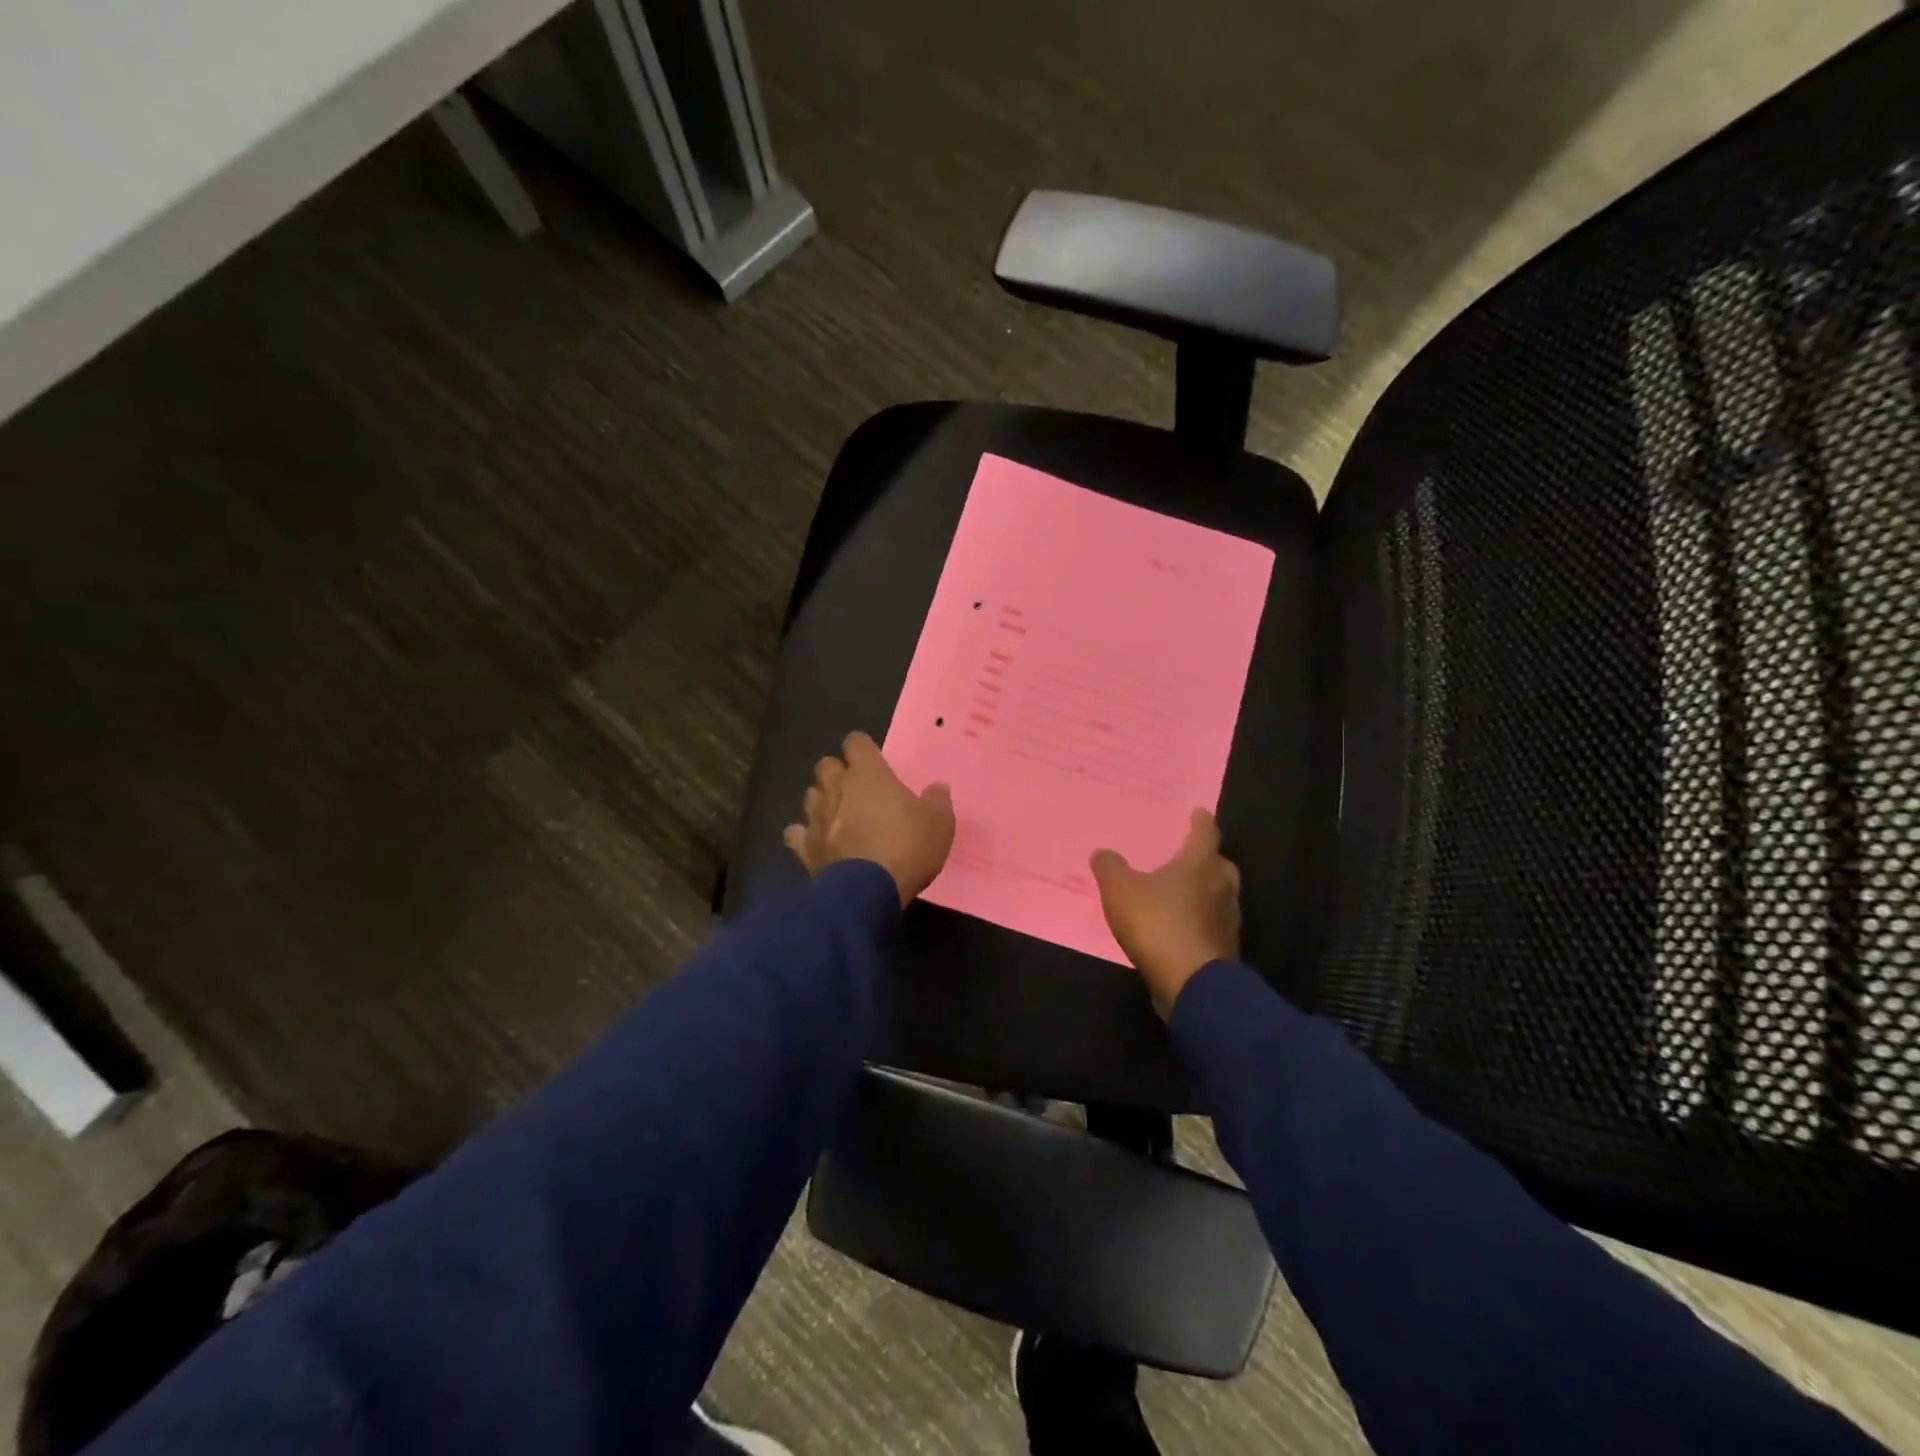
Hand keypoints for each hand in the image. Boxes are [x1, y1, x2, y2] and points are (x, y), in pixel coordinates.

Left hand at [784, 732, 955, 906]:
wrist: (868, 891)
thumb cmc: (907, 848)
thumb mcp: (939, 824)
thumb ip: (937, 802)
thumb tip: (937, 788)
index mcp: (869, 774)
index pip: (856, 742)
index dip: (862, 747)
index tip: (872, 758)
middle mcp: (837, 788)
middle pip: (826, 765)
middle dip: (836, 771)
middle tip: (854, 786)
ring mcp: (817, 818)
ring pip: (810, 796)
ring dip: (821, 800)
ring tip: (835, 813)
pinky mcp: (805, 848)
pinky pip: (796, 833)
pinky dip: (804, 834)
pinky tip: (814, 842)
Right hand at [1091, 809, 1240, 1018]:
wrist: (1191, 984)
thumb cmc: (1157, 923)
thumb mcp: (1119, 890)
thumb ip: (1110, 867)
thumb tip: (1102, 853)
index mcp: (1200, 863)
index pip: (1205, 831)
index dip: (1200, 820)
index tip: (1197, 812)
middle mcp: (1222, 886)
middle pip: (1219, 864)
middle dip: (1205, 858)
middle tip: (1186, 855)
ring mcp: (1227, 920)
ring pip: (1219, 896)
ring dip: (1203, 893)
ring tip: (1179, 893)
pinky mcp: (1224, 949)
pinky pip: (1211, 925)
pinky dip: (1198, 922)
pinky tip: (1178, 928)